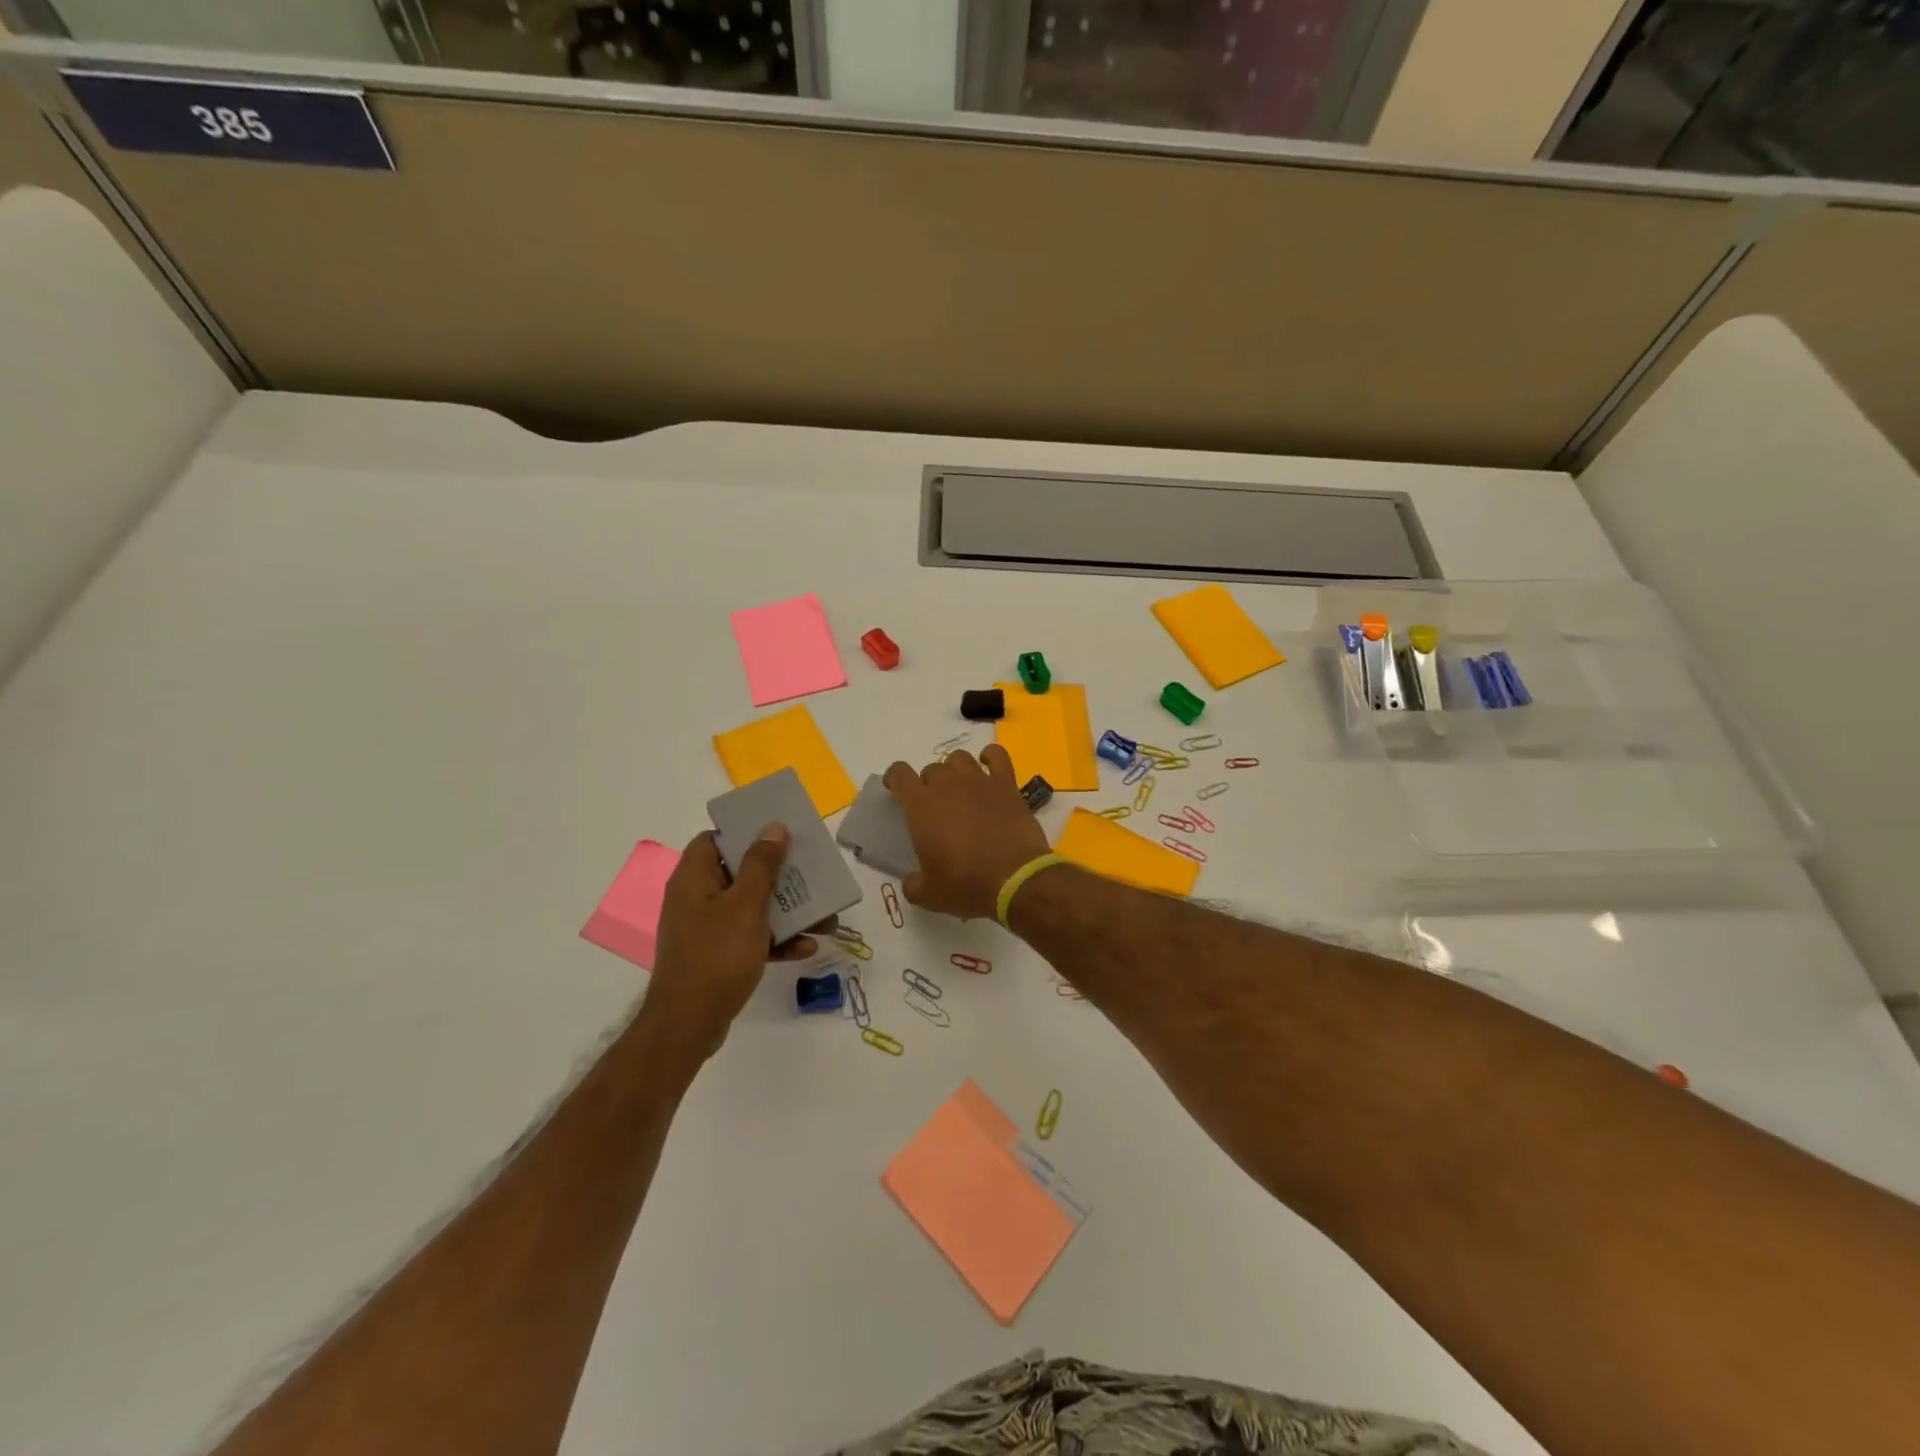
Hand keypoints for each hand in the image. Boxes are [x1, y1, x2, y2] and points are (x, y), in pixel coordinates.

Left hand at [646, 825, 829, 1058]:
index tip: (778, 834)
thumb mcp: (746, 905)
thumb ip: (762, 865)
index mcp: (695, 878)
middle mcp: (697, 898)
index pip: (715, 839)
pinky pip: (752, 936)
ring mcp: (707, 928)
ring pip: (752, 907)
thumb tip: (773, 827)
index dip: (745, 832)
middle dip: (780, 875)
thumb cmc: (717, 955)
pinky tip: (807, 948)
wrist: (689, 1025)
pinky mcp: (718, 955)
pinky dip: (777, 939)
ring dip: (787, 910)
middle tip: (811, 872)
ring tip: (825, 918)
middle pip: (741, 872)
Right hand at [883, 745, 1049, 919]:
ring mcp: (978, 780)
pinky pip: (997, 755)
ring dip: (954, 769)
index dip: (895, 778)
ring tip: (960, 787)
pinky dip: (990, 756)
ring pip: (959, 758)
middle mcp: (947, 785)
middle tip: (936, 807)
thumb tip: (912, 880)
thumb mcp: (929, 894)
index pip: (899, 774)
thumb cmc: (966, 884)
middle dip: (929, 784)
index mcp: (921, 807)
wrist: (1015, 878)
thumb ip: (913, 883)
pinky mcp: (1006, 783)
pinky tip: (988, 765)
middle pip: (931, 769)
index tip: (897, 789)